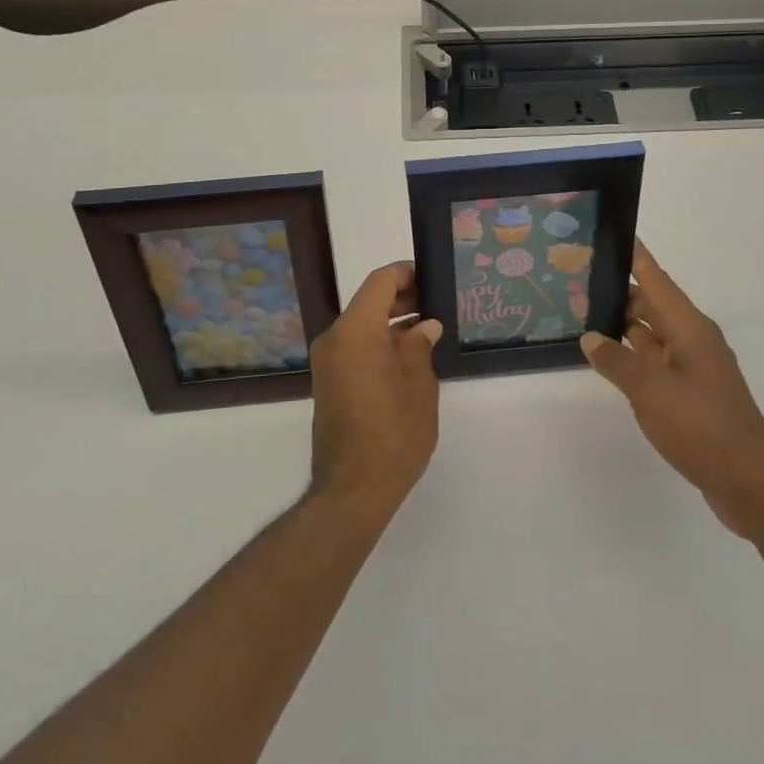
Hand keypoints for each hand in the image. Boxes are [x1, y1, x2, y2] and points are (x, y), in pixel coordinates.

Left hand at [308, 261, 441, 514]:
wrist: (352, 490)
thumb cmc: (393, 431)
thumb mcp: (419, 384)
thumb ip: (420, 346)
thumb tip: (425, 326)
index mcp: (355, 329)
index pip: (380, 282)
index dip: (406, 273)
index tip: (431, 275)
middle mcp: (334, 338)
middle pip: (368, 302)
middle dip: (401, 298)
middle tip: (436, 302)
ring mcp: (327, 362)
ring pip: (361, 326)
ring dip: (391, 322)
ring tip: (428, 328)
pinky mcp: (328, 383)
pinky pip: (354, 347)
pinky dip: (378, 342)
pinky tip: (408, 355)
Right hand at [581, 242, 763, 535]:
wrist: (749, 481)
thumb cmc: (701, 425)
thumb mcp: (650, 390)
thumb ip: (616, 361)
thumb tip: (590, 338)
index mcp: (689, 328)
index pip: (656, 280)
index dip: (635, 257)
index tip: (614, 233)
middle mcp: (693, 340)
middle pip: (653, 304)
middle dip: (621, 290)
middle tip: (581, 278)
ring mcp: (693, 368)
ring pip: (652, 334)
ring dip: (624, 324)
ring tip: (586, 313)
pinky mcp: (690, 394)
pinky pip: (655, 361)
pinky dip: (632, 355)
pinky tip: (609, 359)